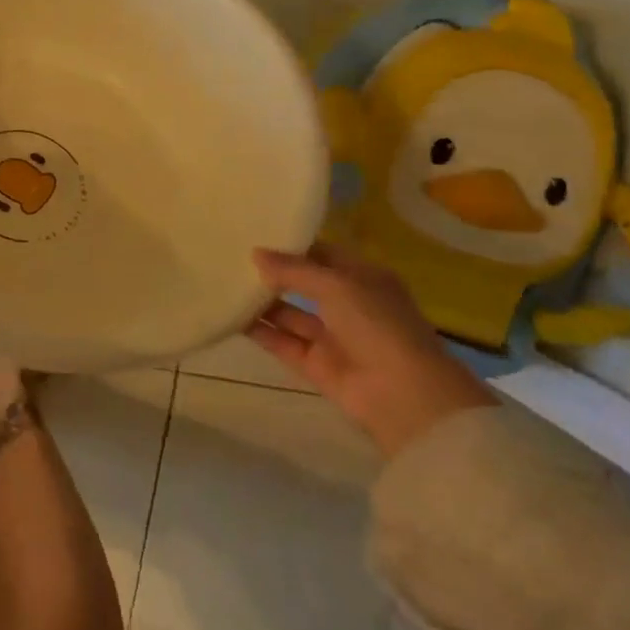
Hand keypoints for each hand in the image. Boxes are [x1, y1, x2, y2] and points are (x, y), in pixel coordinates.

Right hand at [246, 243, 495, 456]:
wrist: (404, 397)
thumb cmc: (378, 326)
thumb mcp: (337, 285)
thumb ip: (294, 270)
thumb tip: (255, 254)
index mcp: (365, 279)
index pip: (323, 254)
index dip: (293, 245)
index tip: (256, 233)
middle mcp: (349, 306)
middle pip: (304, 284)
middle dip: (273, 273)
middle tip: (232, 256)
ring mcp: (333, 337)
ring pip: (290, 314)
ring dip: (262, 301)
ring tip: (224, 282)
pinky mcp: (316, 365)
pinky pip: (282, 342)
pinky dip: (260, 331)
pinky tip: (231, 315)